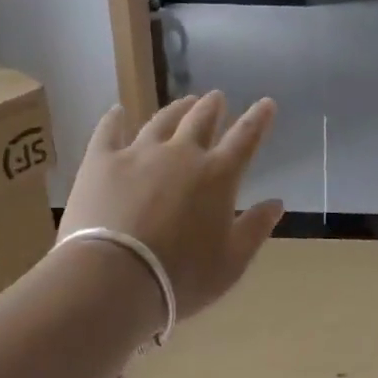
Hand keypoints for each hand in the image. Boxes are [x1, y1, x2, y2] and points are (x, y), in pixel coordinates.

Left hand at [59, 92, 282, 319]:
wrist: (111, 280)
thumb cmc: (180, 278)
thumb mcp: (231, 263)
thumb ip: (255, 229)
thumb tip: (277, 203)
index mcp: (218, 175)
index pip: (245, 137)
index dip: (258, 118)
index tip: (266, 103)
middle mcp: (182, 154)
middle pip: (201, 119)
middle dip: (213, 106)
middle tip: (217, 98)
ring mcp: (139, 153)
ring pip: (162, 120)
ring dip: (176, 109)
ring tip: (184, 102)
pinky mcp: (101, 162)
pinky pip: (109, 132)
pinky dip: (115, 119)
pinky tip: (117, 111)